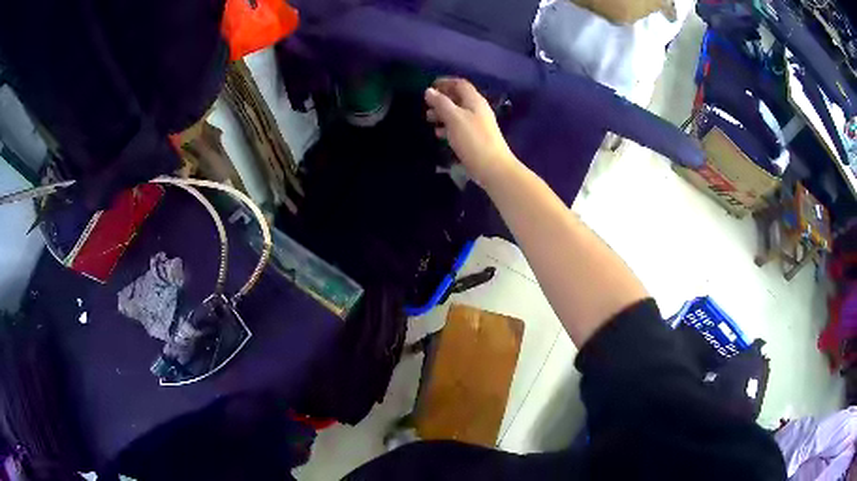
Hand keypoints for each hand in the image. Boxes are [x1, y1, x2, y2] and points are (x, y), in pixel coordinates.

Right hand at [425, 78, 517, 185]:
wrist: (493, 167)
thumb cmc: (473, 139)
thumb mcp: (454, 118)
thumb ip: (441, 103)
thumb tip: (429, 91)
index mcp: (474, 101)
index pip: (460, 84)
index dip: (445, 82)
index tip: (429, 87)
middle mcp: (478, 109)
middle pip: (458, 98)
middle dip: (441, 99)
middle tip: (426, 106)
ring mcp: (478, 124)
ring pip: (457, 113)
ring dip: (443, 114)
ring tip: (429, 120)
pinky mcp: (476, 138)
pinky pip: (460, 127)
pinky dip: (448, 127)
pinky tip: (439, 134)